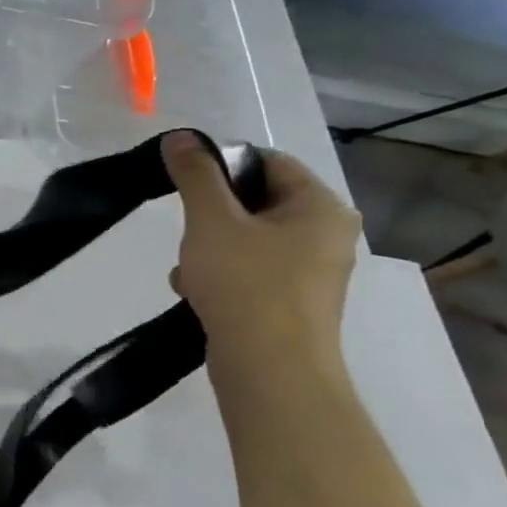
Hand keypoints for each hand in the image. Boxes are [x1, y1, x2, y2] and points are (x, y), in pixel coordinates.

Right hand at [161, 132, 360, 354]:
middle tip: (187, 230)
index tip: (184, 183)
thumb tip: (181, 137)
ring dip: (208, 247)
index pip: (268, 161)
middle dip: (210, 214)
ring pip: (246, 238)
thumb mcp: (212, 220)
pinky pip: (248, 270)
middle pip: (255, 201)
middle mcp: (326, 234)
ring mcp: (310, 272)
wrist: (269, 369)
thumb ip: (195, 175)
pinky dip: (218, 274)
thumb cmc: (246, 284)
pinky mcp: (289, 302)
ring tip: (188, 268)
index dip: (221, 165)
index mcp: (321, 207)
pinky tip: (194, 290)